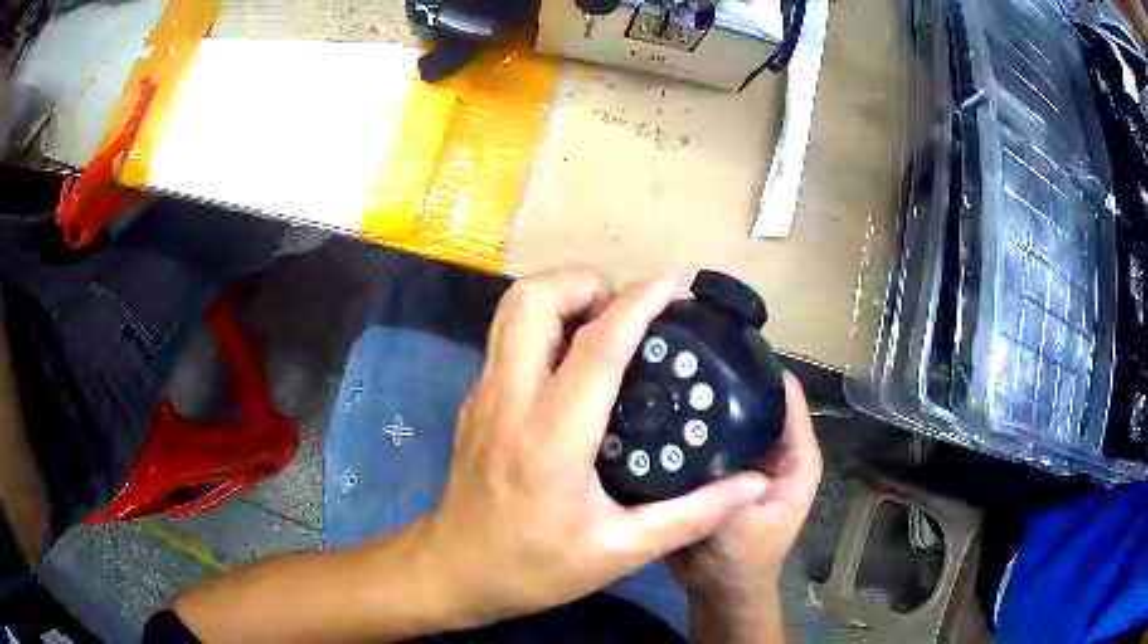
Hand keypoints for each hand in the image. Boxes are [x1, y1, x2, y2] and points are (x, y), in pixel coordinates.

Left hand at [424, 268, 771, 626]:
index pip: (597, 346)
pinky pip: (508, 338)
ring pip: (511, 310)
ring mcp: (484, 396)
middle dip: (584, 282)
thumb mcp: (621, 552)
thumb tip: (752, 485)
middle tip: (627, 308)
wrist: (457, 571)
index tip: (675, 285)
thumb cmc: (535, 567)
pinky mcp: (475, 401)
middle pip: (532, 300)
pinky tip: (575, 362)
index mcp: (551, 438)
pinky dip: (544, 325)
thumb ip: (692, 516)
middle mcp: (510, 401)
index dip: (639, 303)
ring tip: (605, 324)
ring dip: (560, 296)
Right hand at [668, 374, 821, 636]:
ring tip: (667, 376)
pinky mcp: (718, 469)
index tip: (720, 343)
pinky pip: (706, 437)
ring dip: (705, 402)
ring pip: (727, 416)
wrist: (716, 590)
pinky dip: (690, 427)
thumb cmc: (743, 559)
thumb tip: (700, 424)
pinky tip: (659, 412)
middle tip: (683, 356)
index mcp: (795, 454)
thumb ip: (728, 480)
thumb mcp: (741, 520)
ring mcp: (743, 457)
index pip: (785, 393)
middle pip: (753, 398)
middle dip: (725, 380)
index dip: (759, 367)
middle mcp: (772, 447)